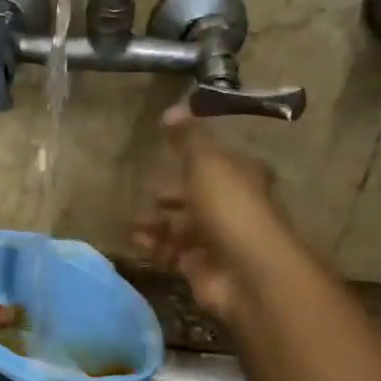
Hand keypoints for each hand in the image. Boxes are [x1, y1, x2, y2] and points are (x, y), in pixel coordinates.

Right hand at [133, 105, 297, 324]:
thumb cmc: (229, 206)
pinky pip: (174, 254)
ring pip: (185, 228)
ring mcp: (220, 241)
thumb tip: (172, 110)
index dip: (196, 156)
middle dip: (174, 194)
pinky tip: (138, 240)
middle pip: (201, 197)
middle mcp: (235, 208)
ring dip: (159, 223)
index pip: (220, 161)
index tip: (169, 151)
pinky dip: (156, 247)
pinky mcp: (203, 269)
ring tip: (135, 220)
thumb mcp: (206, 162)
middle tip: (150, 191)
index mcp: (244, 176)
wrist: (246, 270)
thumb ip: (188, 137)